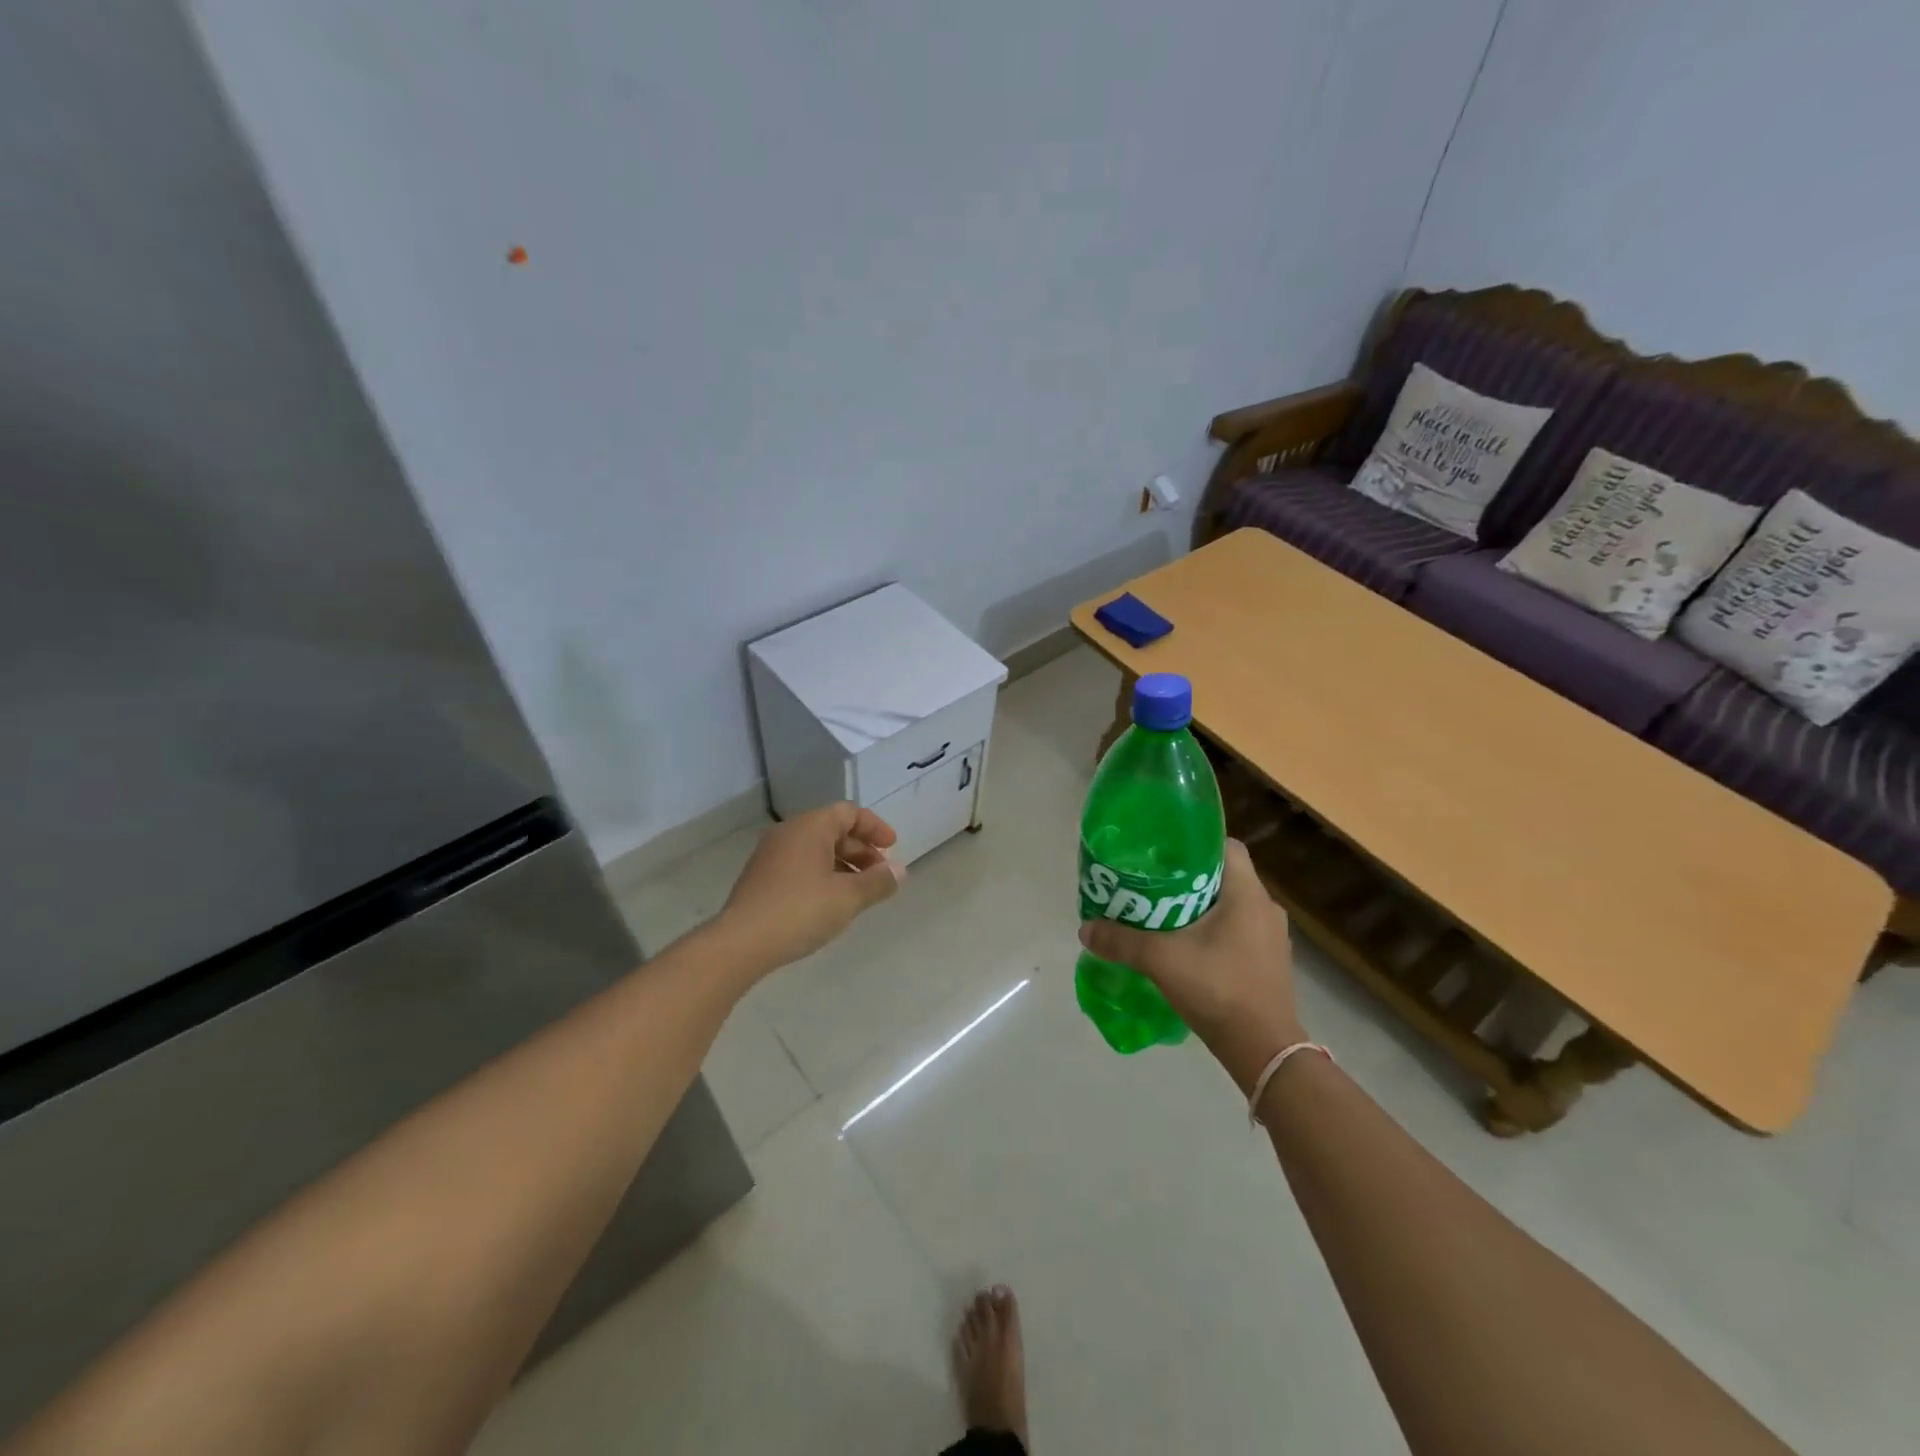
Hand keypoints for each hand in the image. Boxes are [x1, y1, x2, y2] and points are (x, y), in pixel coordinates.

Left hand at [717, 803, 904, 973]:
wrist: (740, 943)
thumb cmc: (800, 910)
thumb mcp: (849, 897)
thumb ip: (878, 881)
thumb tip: (900, 871)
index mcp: (810, 827)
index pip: (849, 813)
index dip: (875, 828)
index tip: (893, 848)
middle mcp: (789, 832)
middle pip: (833, 830)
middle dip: (861, 850)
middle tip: (880, 874)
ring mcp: (771, 854)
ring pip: (816, 849)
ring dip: (843, 865)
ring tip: (859, 892)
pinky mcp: (761, 877)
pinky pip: (800, 864)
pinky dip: (822, 875)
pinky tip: (830, 902)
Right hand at [1078, 840, 1301, 1091]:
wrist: (1263, 1050)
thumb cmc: (1218, 989)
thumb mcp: (1161, 960)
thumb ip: (1121, 941)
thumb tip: (1085, 929)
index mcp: (1248, 894)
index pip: (1225, 846)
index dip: (1194, 843)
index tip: (1163, 852)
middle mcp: (1266, 908)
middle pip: (1224, 876)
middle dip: (1189, 877)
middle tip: (1153, 883)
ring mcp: (1272, 938)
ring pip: (1231, 905)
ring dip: (1201, 906)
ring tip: (1164, 914)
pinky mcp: (1270, 963)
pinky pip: (1239, 931)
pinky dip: (1214, 931)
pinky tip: (1187, 947)